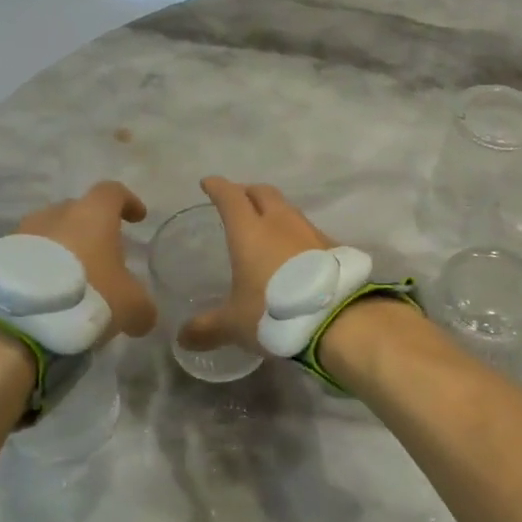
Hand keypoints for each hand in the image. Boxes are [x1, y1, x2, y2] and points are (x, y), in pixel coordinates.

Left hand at [14, 181, 157, 342]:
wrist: (19, 318)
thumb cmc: (89, 295)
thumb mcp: (132, 306)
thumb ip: (143, 306)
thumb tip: (144, 316)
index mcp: (93, 215)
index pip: (113, 193)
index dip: (128, 202)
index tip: (137, 218)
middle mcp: (56, 214)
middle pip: (78, 211)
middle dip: (91, 230)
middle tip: (102, 256)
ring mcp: (22, 233)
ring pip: (49, 234)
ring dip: (62, 251)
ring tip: (72, 280)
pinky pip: (26, 257)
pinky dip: (38, 269)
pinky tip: (47, 296)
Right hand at [179, 176, 333, 353]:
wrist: (338, 319)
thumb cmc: (275, 313)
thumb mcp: (235, 324)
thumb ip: (208, 328)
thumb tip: (184, 338)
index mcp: (250, 231)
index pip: (230, 197)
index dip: (218, 188)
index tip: (209, 183)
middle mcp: (282, 223)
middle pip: (264, 193)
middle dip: (248, 192)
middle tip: (238, 199)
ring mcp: (312, 232)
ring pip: (289, 210)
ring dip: (275, 212)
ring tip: (267, 227)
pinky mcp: (335, 248)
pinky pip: (309, 232)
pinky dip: (297, 236)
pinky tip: (296, 254)